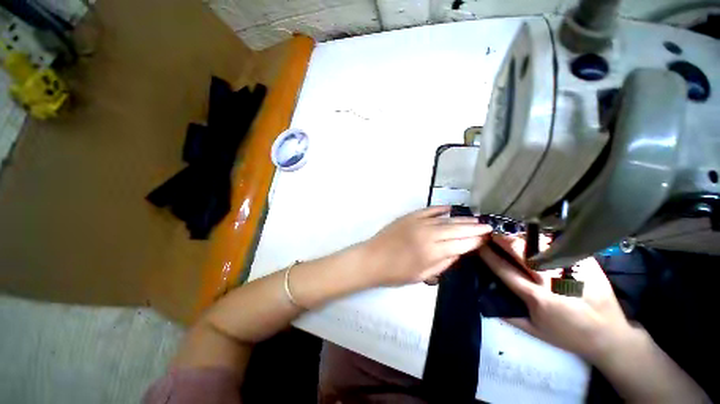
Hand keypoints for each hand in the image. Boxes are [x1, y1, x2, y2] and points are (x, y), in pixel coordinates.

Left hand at [361, 206, 491, 286]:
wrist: (372, 259)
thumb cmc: (396, 273)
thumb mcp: (422, 275)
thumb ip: (443, 264)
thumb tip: (458, 253)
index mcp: (432, 252)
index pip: (461, 244)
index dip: (475, 241)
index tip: (487, 238)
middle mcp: (428, 234)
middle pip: (456, 229)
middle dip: (474, 228)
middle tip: (488, 225)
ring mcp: (417, 223)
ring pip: (445, 219)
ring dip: (462, 219)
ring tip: (476, 218)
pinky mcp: (409, 216)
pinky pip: (428, 210)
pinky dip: (440, 209)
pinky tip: (450, 208)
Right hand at [479, 234, 634, 362]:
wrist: (609, 335)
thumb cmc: (568, 335)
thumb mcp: (535, 332)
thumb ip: (509, 315)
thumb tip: (485, 298)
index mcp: (537, 297)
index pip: (504, 270)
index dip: (489, 256)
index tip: (480, 246)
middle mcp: (552, 281)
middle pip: (520, 251)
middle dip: (502, 240)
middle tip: (493, 234)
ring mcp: (570, 269)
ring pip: (539, 244)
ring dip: (520, 237)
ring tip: (511, 235)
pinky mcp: (586, 263)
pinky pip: (559, 245)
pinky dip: (543, 239)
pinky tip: (536, 238)